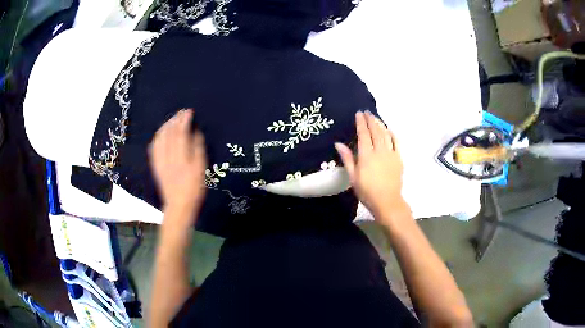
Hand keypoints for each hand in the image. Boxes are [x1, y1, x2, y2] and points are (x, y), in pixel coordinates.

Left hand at [149, 109, 206, 218]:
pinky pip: (153, 147)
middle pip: (169, 133)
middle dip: (175, 120)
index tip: (189, 111)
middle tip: (181, 112)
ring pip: (159, 138)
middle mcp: (168, 157)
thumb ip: (198, 149)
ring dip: (165, 126)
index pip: (180, 133)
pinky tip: (161, 134)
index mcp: (181, 157)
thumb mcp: (200, 169)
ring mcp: (159, 161)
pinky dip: (157, 137)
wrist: (179, 206)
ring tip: (172, 120)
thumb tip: (196, 132)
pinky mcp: (155, 166)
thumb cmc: (194, 189)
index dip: (184, 120)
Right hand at [335, 111, 407, 220]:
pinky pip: (396, 142)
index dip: (361, 123)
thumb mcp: (353, 177)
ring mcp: (391, 154)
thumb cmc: (367, 191)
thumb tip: (338, 144)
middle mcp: (379, 151)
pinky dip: (392, 134)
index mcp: (366, 155)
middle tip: (367, 112)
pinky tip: (389, 129)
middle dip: (371, 120)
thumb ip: (347, 158)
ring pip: (386, 134)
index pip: (363, 134)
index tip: (359, 114)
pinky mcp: (399, 158)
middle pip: (375, 131)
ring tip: (375, 117)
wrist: (387, 201)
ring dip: (380, 124)